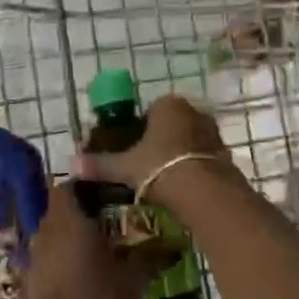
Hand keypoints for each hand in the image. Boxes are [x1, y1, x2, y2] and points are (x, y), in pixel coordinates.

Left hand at [24, 182, 157, 298]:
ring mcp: (34, 258)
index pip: (67, 186)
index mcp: (69, 221)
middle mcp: (46, 232)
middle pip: (59, 210)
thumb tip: (175, 246)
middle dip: (80, 212)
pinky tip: (82, 276)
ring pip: (51, 234)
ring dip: (69, 237)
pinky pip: (46, 259)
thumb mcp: (134, 280)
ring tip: (98, 249)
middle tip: (109, 221)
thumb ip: (151, 257)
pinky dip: (61, 260)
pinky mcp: (30, 282)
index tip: (107, 193)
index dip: (84, 186)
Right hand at [72, 94, 228, 198]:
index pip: (149, 111)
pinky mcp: (226, 154)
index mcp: (168, 105)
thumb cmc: (160, 168)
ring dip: (178, 155)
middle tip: (146, 166)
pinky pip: (203, 157)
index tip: (131, 151)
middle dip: (160, 141)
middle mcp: (194, 111)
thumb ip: (100, 164)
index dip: (138, 130)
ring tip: (164, 180)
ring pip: (188, 141)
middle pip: (171, 124)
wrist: (205, 193)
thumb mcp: (125, 168)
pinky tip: (184, 187)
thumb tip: (72, 165)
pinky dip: (194, 168)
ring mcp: (213, 132)